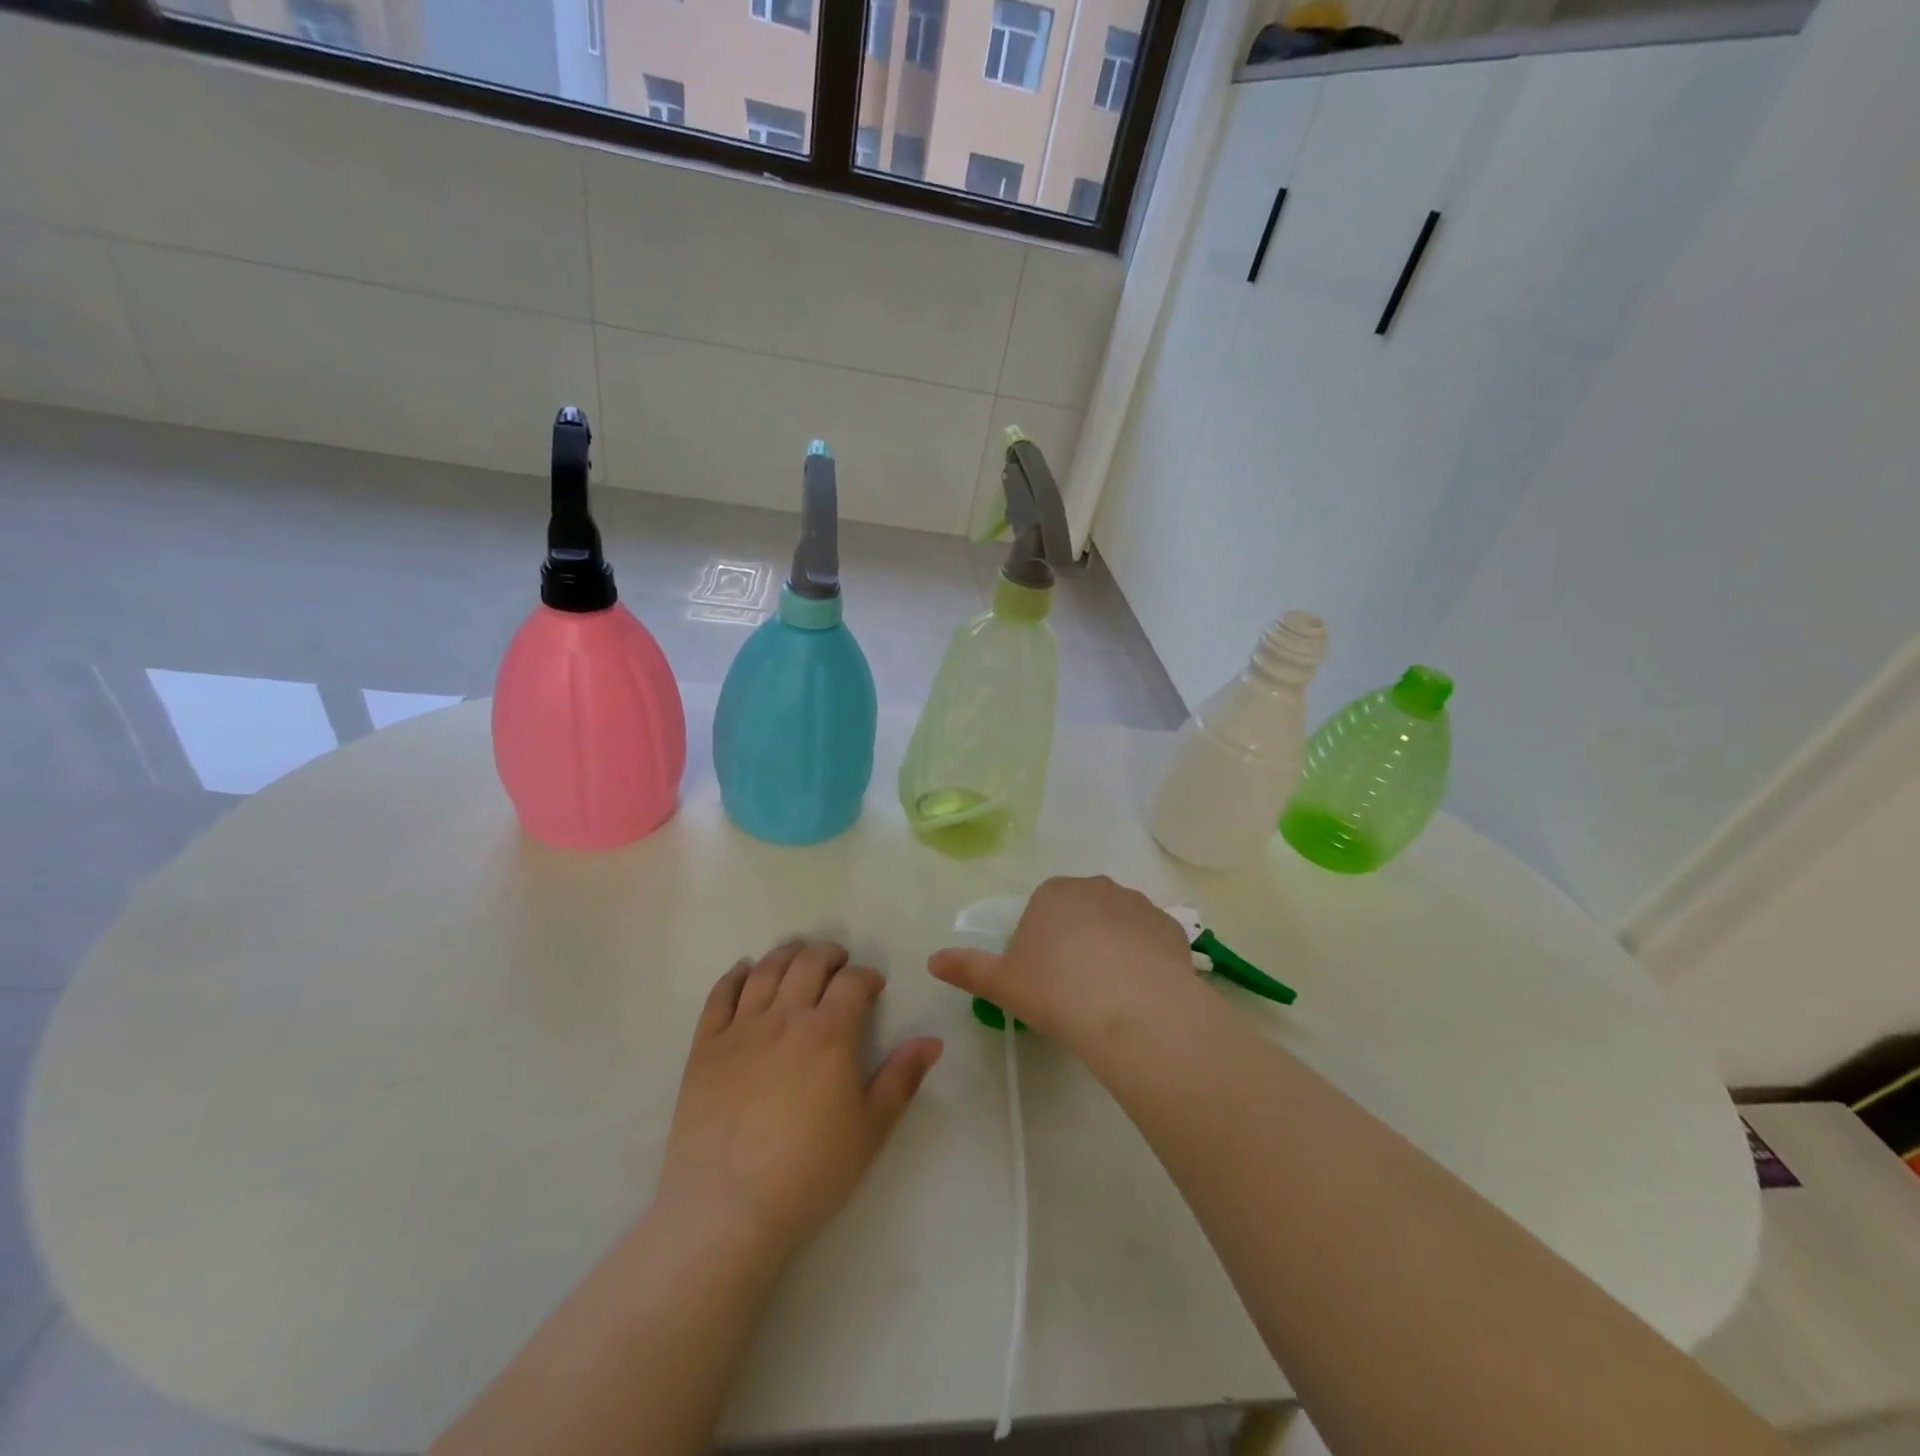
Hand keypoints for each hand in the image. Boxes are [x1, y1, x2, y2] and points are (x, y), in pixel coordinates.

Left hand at [656, 941, 942, 1264]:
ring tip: (798, 955)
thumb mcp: (871, 1129)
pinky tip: (745, 971)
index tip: (874, 986)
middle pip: (808, 964)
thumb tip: (932, 1041)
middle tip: (838, 962)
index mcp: (829, 1033)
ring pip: (766, 971)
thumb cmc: (809, 1172)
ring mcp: (741, 1029)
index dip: (867, 976)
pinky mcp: (706, 1047)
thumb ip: (902, 1078)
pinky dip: (736, 975)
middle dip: (829, 955)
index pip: (852, 982)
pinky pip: (720, 995)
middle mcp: (785, 1017)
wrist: (727, 1210)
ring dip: (787, 954)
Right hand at [927, 876, 1205, 1052]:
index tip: (1043, 978)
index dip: (1040, 943)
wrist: (1132, 1008)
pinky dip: (1144, 958)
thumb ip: (968, 968)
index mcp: (1053, 893)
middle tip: (1074, 988)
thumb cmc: (1057, 990)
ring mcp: (1137, 904)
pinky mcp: (1170, 927)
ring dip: (1112, 947)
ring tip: (1111, 994)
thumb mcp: (1003, 983)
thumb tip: (932, 960)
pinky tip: (1141, 992)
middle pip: (1080, 912)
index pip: (1042, 910)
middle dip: (1076, 940)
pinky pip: (1150, 940)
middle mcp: (1096, 887)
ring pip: (1117, 924)